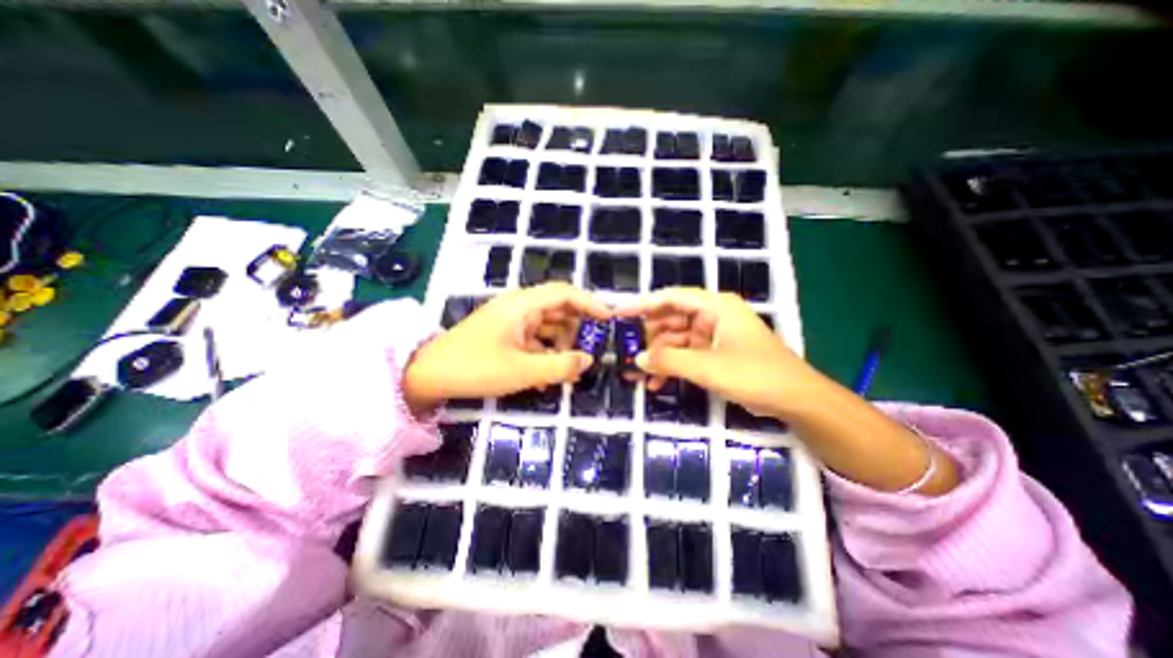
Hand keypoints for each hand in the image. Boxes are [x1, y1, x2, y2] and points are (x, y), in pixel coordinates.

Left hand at [406, 280, 615, 413]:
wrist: (427, 374)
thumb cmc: (475, 368)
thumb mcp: (522, 371)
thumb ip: (560, 366)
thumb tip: (588, 360)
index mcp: (523, 305)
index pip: (564, 293)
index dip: (590, 303)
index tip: (609, 318)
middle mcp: (519, 307)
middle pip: (559, 310)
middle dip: (575, 332)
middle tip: (585, 355)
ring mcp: (511, 320)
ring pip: (547, 326)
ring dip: (560, 346)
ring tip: (566, 371)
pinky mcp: (505, 334)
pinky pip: (534, 338)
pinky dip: (544, 353)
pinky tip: (546, 375)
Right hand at [618, 286, 816, 418]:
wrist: (797, 401)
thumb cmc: (755, 375)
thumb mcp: (708, 367)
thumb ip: (670, 360)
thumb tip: (638, 359)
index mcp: (715, 307)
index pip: (671, 297)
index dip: (643, 304)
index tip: (618, 315)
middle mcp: (713, 316)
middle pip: (671, 319)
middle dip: (649, 338)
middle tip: (626, 352)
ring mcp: (714, 336)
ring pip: (677, 340)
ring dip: (659, 357)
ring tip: (637, 375)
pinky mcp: (716, 354)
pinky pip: (686, 355)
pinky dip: (672, 367)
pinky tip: (657, 384)